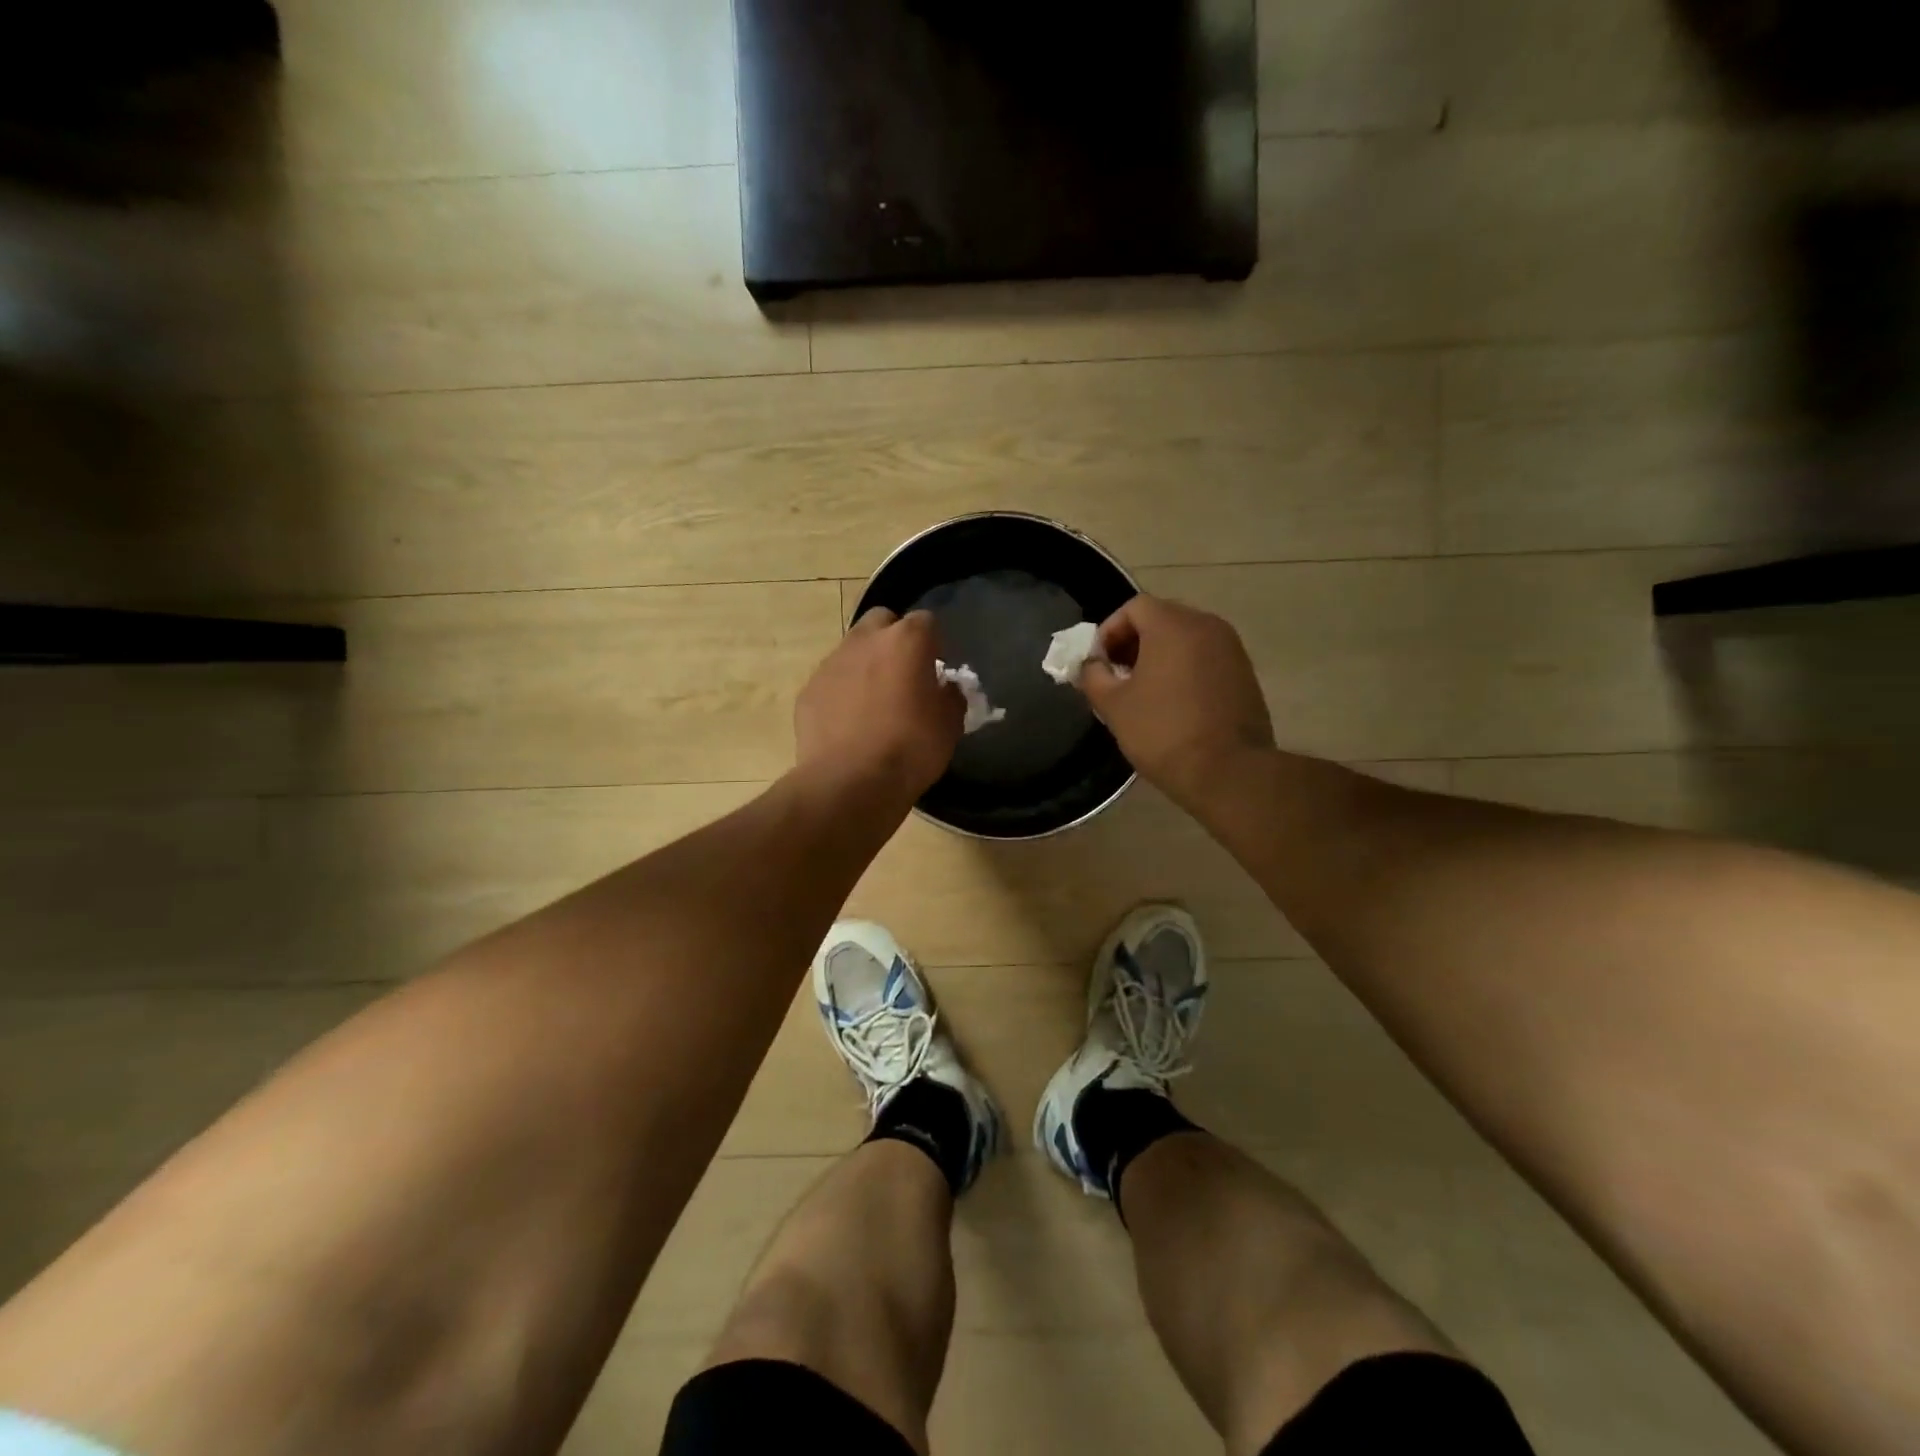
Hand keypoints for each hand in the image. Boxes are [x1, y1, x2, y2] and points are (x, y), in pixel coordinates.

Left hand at [795, 608, 963, 804]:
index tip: (936, 669)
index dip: (933, 643)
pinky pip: (832, 680)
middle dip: (893, 639)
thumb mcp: (950, 726)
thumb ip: (950, 697)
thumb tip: (944, 688)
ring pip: (853, 649)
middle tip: (903, 674)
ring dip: (866, 665)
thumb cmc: (910, 749)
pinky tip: (849, 723)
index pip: (926, 621)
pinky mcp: (809, 689)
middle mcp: (865, 640)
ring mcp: (832, 663)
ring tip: (874, 703)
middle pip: (882, 621)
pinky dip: (842, 692)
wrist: (850, 782)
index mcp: (906, 640)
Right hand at [1079, 595, 1274, 812]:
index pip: (1134, 607)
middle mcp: (1207, 626)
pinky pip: (1205, 658)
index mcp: (1173, 625)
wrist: (1228, 771)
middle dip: (1133, 642)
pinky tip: (1172, 702)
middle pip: (1162, 618)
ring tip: (1142, 691)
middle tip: (1116, 675)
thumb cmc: (1163, 732)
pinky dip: (1184, 668)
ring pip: (1185, 638)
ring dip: (1159, 655)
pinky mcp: (1245, 673)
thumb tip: (1091, 665)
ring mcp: (1231, 649)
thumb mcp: (1113, 705)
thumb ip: (1093, 675)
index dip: (1109, 630)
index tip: (1098, 662)